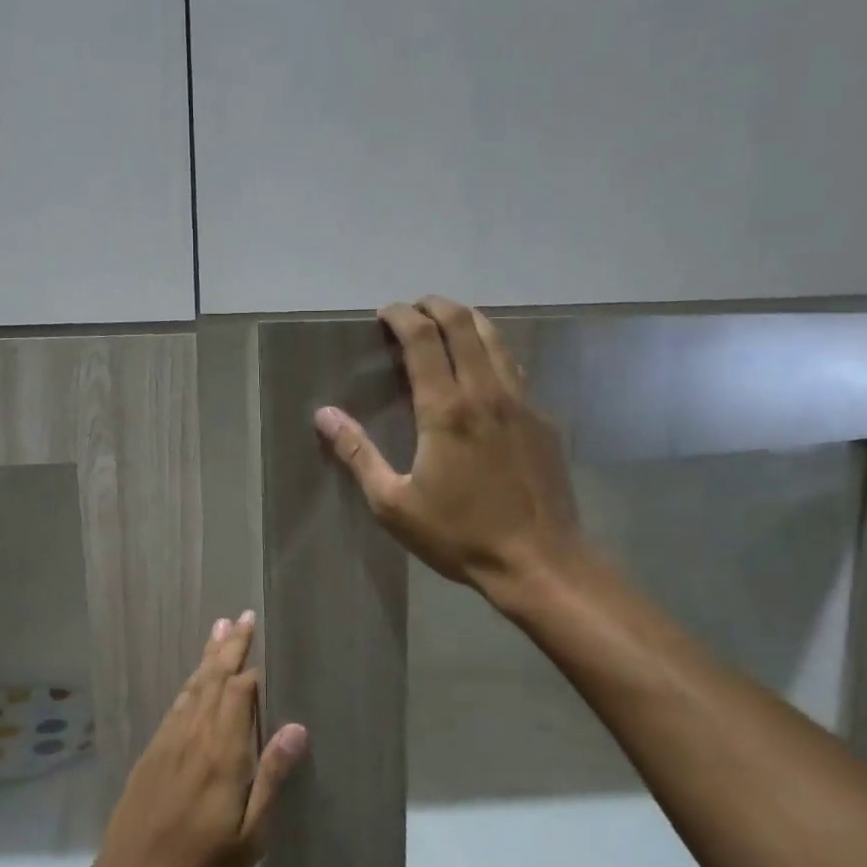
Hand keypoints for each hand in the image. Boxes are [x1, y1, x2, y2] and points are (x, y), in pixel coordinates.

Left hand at [86, 613, 306, 866]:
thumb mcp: (248, 839)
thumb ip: (270, 779)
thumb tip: (296, 727)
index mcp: (222, 757)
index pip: (240, 695)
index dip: (255, 669)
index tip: (268, 643)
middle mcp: (193, 739)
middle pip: (214, 681)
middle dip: (231, 648)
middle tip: (243, 616)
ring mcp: (168, 744)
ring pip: (192, 688)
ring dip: (208, 657)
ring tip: (220, 629)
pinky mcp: (151, 754)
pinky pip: (175, 707)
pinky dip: (188, 685)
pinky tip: (194, 679)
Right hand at [314, 296, 584, 601]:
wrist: (538, 560)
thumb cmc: (458, 535)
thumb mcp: (393, 503)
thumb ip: (358, 454)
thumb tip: (324, 415)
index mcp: (446, 410)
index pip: (423, 340)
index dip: (402, 317)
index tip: (385, 313)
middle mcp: (486, 392)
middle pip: (464, 325)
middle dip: (436, 306)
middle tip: (414, 309)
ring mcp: (521, 402)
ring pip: (496, 339)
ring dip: (468, 321)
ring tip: (447, 323)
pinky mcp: (542, 419)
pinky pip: (515, 367)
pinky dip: (492, 351)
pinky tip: (483, 368)